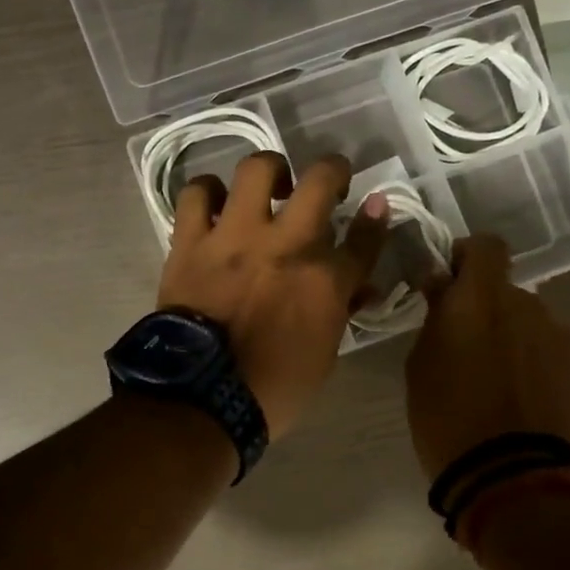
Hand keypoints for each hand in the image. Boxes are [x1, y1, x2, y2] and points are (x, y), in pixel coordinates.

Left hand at [158, 152, 388, 438]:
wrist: (200, 400)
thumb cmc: (272, 389)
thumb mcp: (324, 357)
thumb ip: (340, 312)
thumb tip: (355, 288)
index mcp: (325, 280)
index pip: (365, 238)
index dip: (376, 219)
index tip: (377, 206)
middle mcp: (286, 245)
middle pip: (320, 180)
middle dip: (333, 170)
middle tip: (329, 181)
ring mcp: (236, 237)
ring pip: (256, 169)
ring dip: (269, 171)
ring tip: (267, 186)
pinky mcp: (192, 241)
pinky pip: (196, 195)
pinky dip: (207, 192)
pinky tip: (214, 202)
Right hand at [405, 235, 569, 479]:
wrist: (510, 475)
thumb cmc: (446, 418)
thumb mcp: (421, 364)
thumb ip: (436, 318)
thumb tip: (443, 288)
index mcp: (479, 299)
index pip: (485, 246)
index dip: (468, 256)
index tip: (451, 281)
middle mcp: (525, 304)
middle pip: (506, 289)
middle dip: (487, 308)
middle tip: (468, 346)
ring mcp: (558, 335)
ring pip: (530, 320)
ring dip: (514, 336)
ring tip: (499, 379)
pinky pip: (551, 349)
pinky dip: (537, 361)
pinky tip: (524, 396)